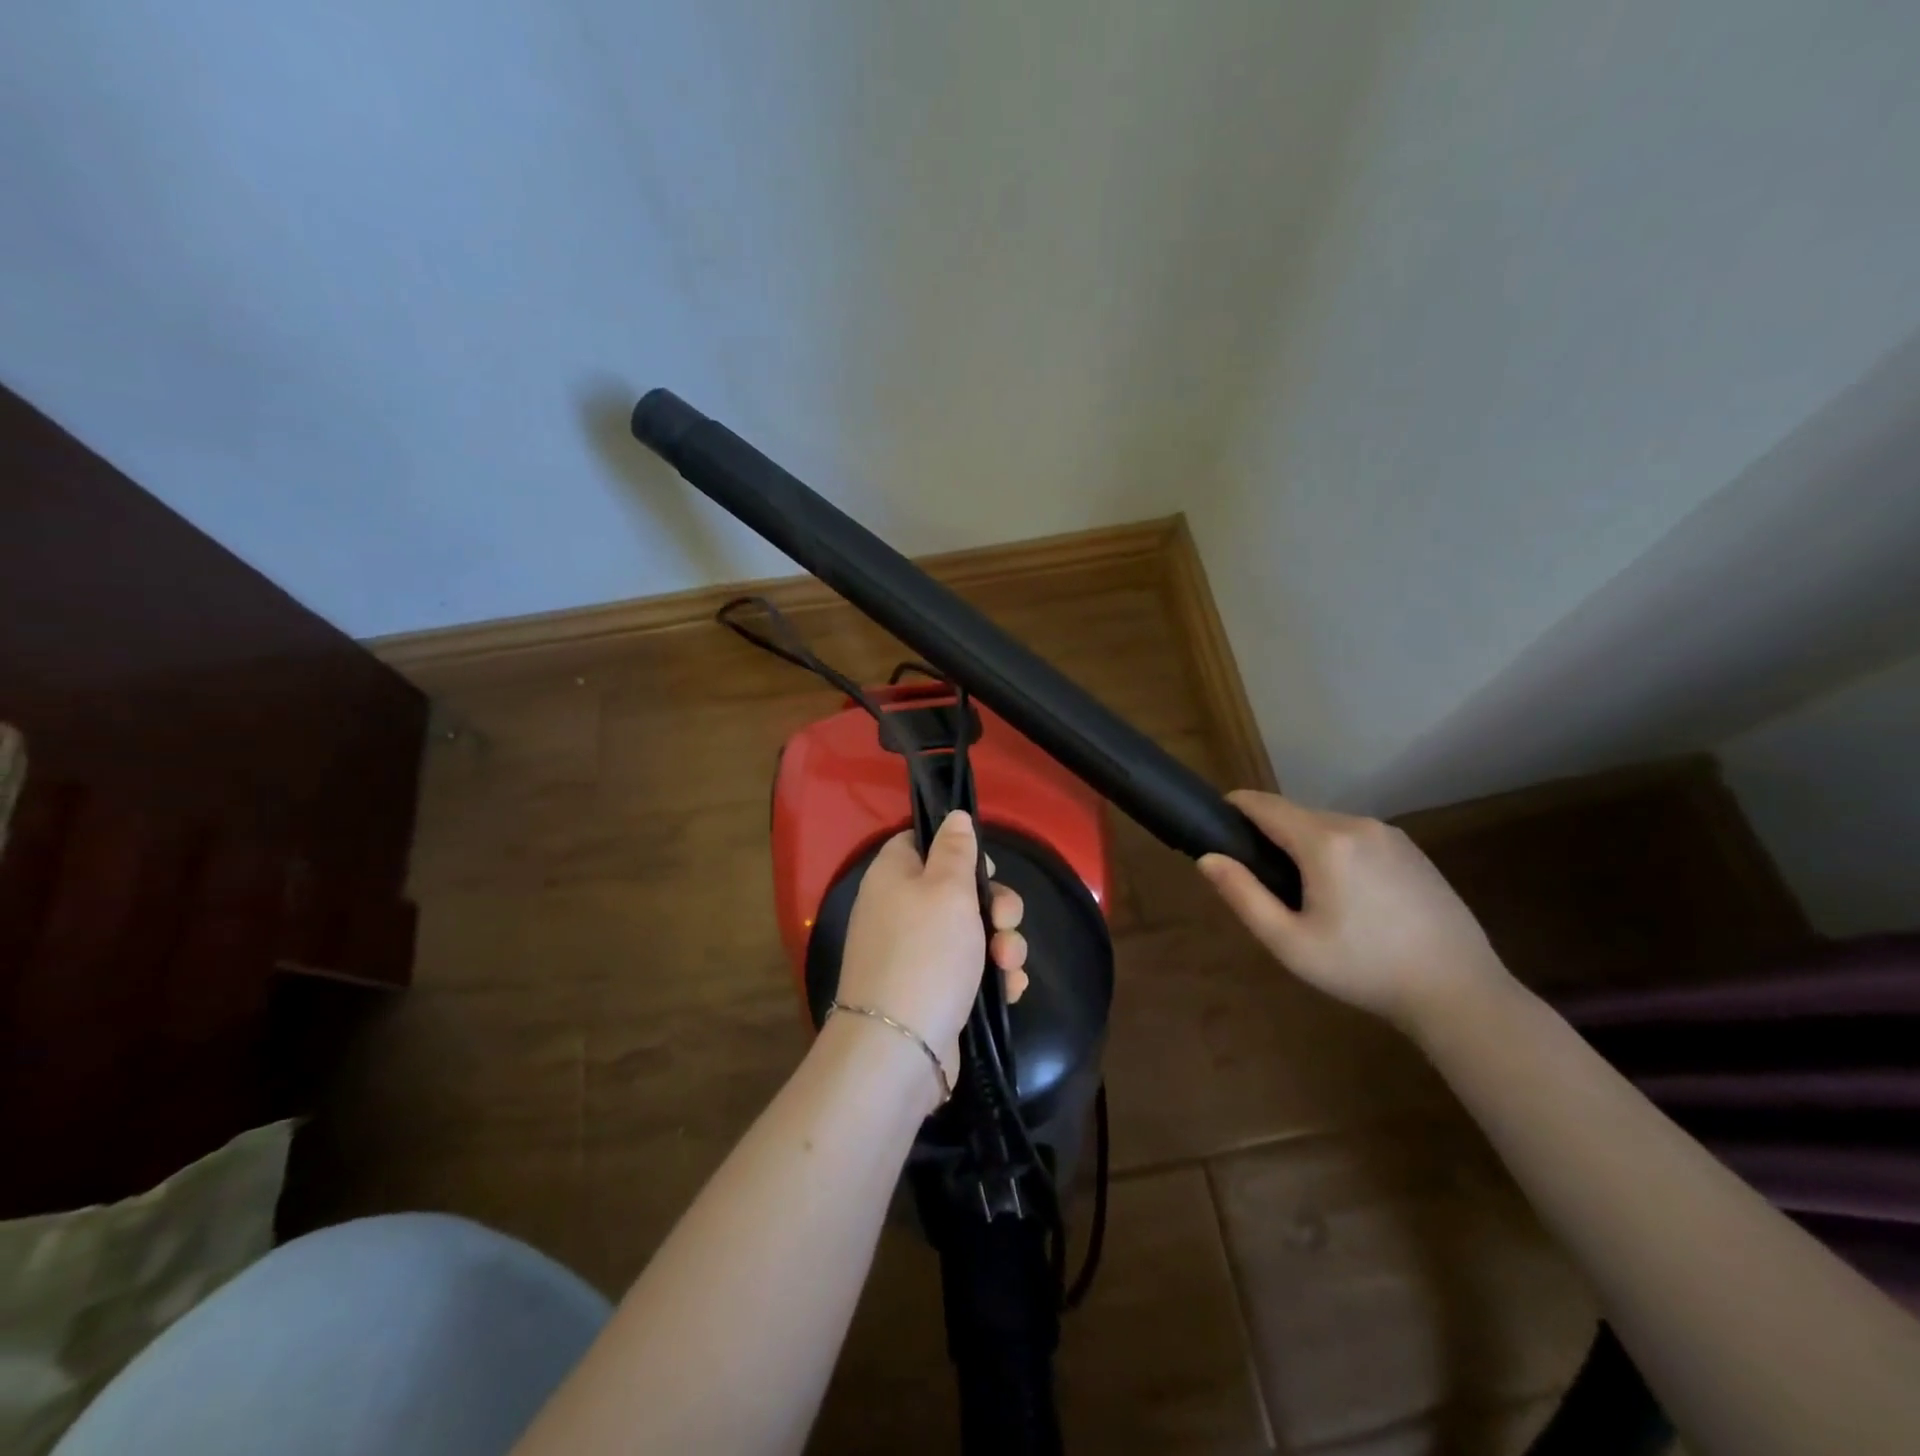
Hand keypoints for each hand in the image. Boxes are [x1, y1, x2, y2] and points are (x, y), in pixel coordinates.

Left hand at [835, 810, 1028, 1078]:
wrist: (901, 1047)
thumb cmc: (927, 953)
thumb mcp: (947, 888)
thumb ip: (956, 849)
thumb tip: (954, 816)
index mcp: (893, 876)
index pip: (920, 842)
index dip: (956, 848)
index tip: (983, 866)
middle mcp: (900, 910)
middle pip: (956, 889)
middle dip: (994, 904)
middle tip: (1003, 920)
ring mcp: (916, 953)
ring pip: (972, 932)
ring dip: (1002, 943)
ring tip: (1008, 963)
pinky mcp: (933, 991)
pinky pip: (971, 970)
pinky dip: (993, 976)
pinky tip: (1010, 989)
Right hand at [1198, 789, 1510, 1034]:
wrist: (1459, 991)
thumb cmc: (1363, 969)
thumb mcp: (1290, 942)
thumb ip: (1243, 895)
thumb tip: (1208, 858)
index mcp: (1324, 841)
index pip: (1263, 804)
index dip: (1234, 808)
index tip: (1216, 826)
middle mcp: (1357, 824)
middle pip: (1294, 814)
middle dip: (1269, 835)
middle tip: (1261, 880)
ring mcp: (1390, 834)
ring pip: (1327, 826)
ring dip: (1304, 844)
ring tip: (1304, 893)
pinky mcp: (1412, 850)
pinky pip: (1356, 838)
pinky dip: (1336, 852)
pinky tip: (1347, 897)